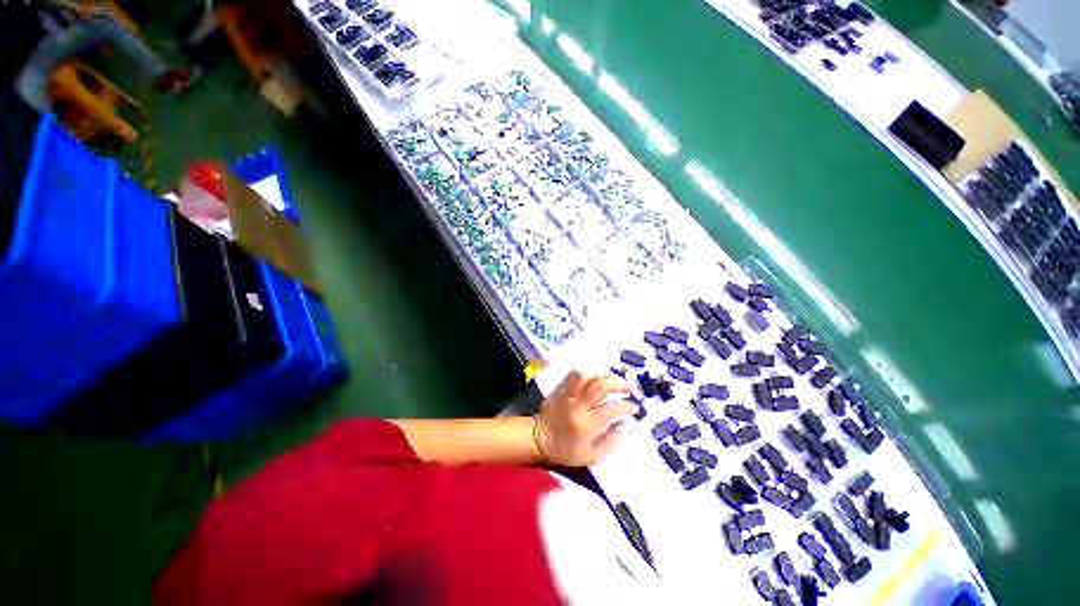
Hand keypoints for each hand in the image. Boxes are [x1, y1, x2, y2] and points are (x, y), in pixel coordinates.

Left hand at [533, 370, 637, 466]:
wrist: (536, 440)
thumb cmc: (565, 451)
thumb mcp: (592, 456)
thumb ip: (611, 441)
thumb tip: (624, 423)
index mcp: (586, 425)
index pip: (613, 409)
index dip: (628, 407)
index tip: (634, 408)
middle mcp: (577, 407)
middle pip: (601, 385)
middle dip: (621, 384)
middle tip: (630, 389)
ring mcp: (566, 395)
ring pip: (586, 375)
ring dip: (605, 374)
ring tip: (614, 381)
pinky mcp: (558, 389)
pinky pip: (575, 374)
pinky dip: (590, 373)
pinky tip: (598, 379)